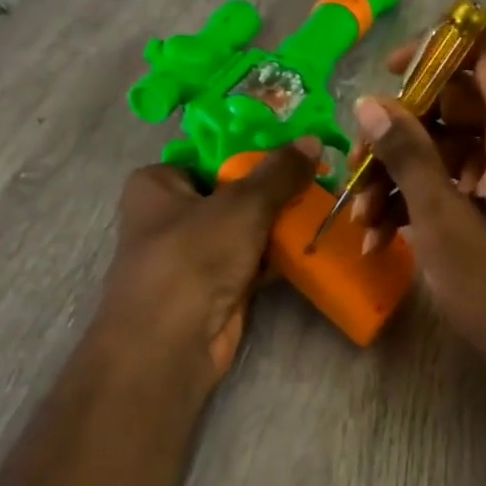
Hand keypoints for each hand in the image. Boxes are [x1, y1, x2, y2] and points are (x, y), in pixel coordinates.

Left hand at [95, 142, 317, 389]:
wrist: (171, 345)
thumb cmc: (193, 258)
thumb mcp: (242, 204)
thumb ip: (279, 173)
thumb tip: (313, 140)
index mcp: (158, 183)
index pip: (212, 154)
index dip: (255, 150)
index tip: (298, 147)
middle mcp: (171, 215)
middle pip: (234, 191)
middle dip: (276, 189)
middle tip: (321, 176)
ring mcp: (194, 254)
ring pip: (247, 228)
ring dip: (282, 224)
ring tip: (327, 205)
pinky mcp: (216, 287)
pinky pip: (254, 260)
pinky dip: (279, 256)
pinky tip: (315, 243)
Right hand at [350, 23, 485, 401]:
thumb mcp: (443, 222)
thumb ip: (408, 155)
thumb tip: (369, 102)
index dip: (439, 46)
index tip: (390, 75)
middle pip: (459, 98)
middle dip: (403, 126)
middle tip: (358, 160)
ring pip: (451, 143)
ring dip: (403, 171)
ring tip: (362, 215)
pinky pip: (459, 178)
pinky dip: (421, 197)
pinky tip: (380, 235)